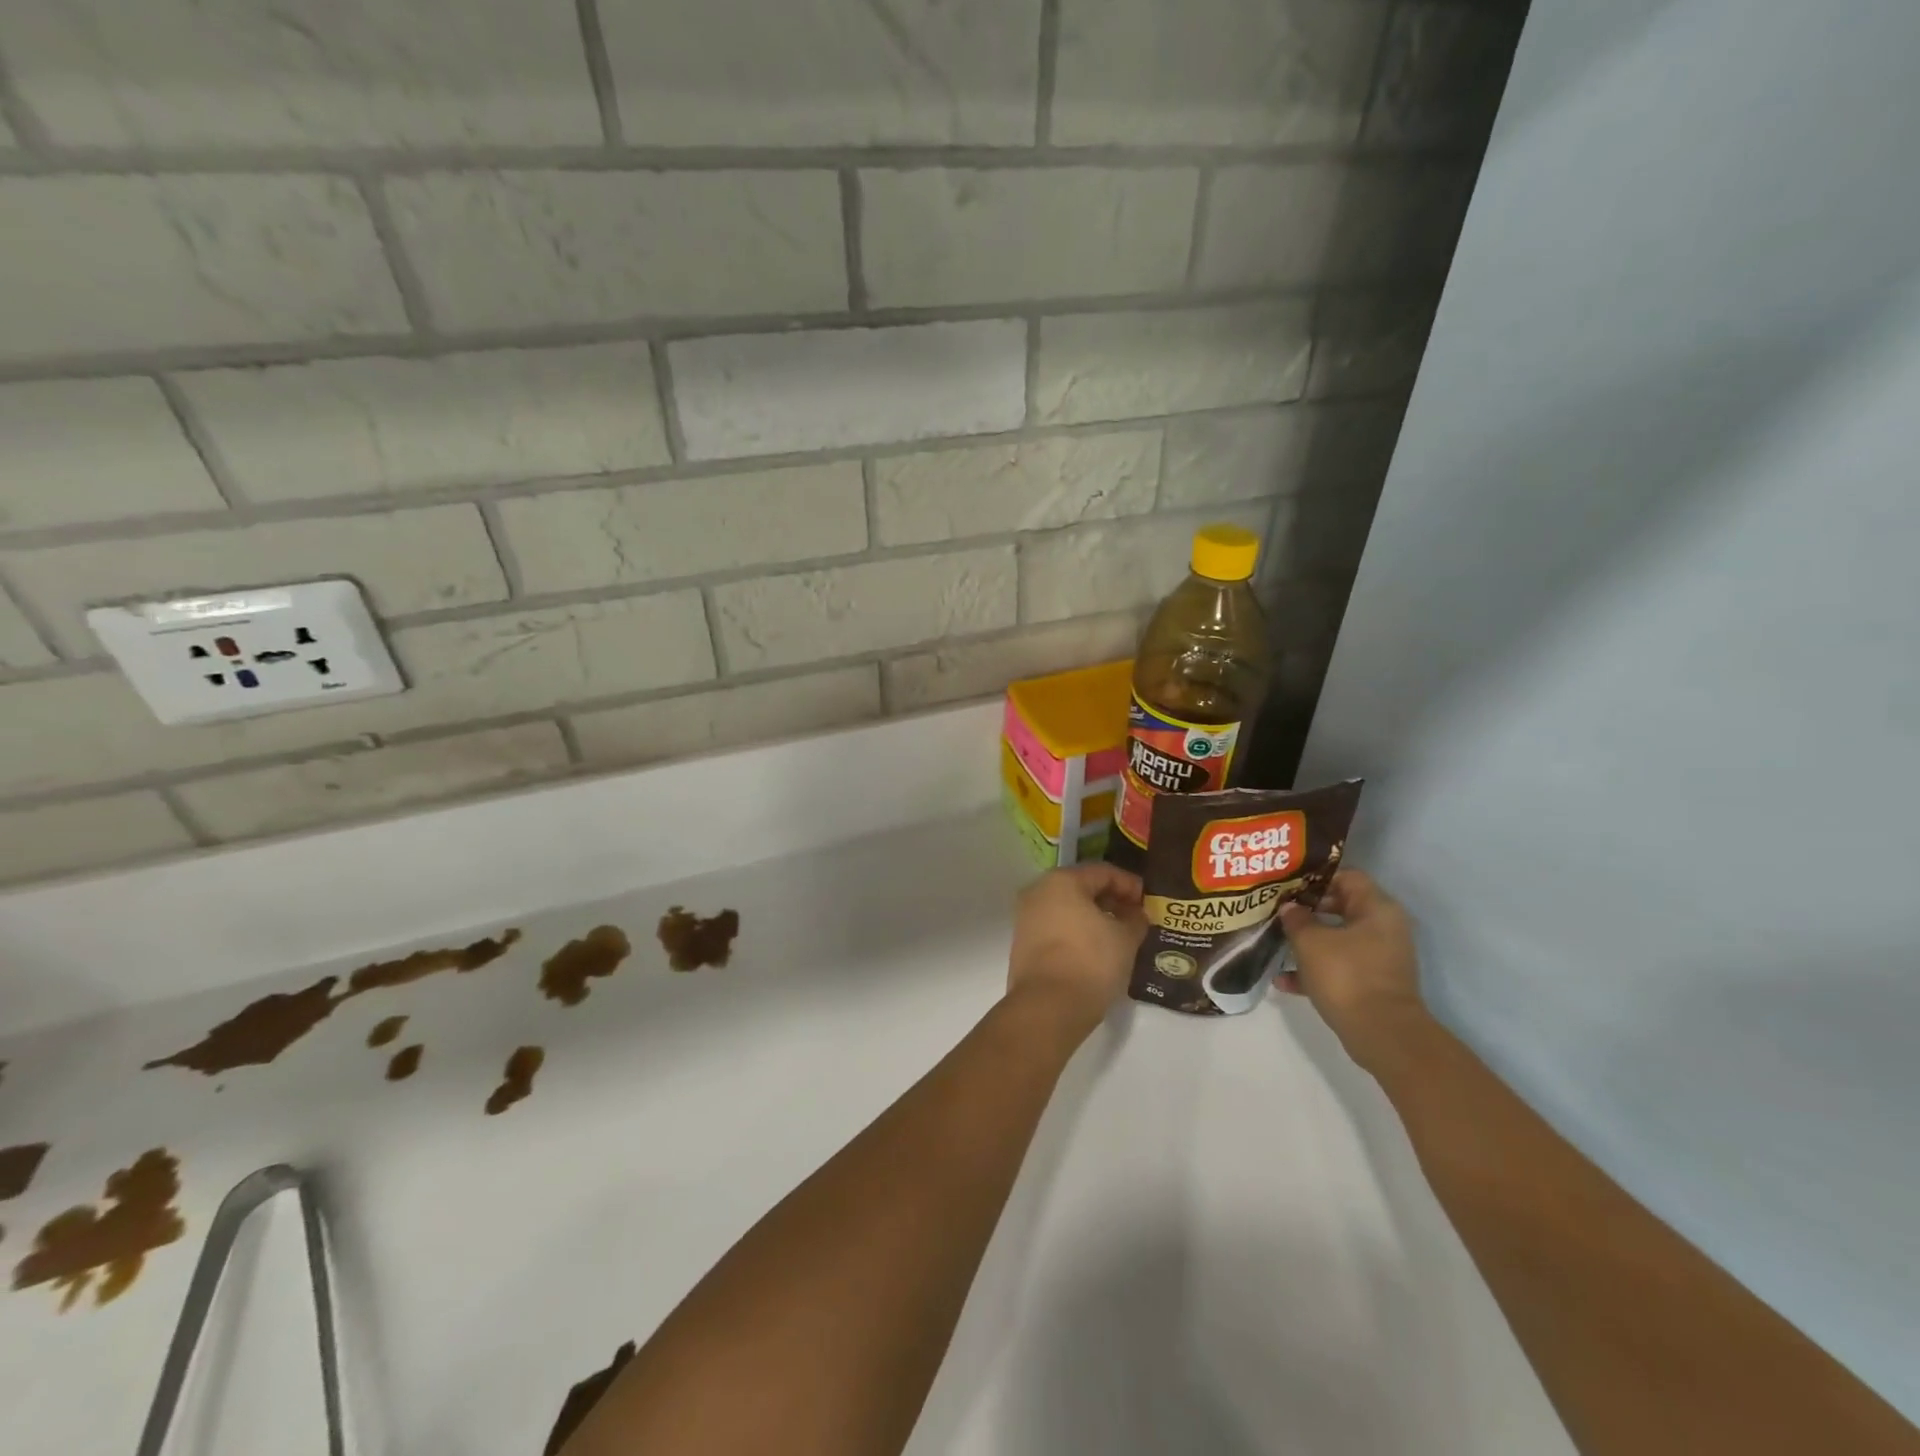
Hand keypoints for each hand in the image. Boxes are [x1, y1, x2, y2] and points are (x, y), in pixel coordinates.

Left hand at [1006, 864, 1147, 1035]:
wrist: (1047, 1008)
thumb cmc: (1090, 962)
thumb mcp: (1125, 939)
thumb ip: (1135, 919)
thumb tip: (1137, 914)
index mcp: (1061, 881)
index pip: (1103, 872)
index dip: (1130, 885)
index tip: (1150, 902)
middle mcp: (1038, 892)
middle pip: (1082, 888)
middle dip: (1112, 901)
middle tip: (1137, 918)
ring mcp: (1026, 918)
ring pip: (1068, 909)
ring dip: (1094, 918)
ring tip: (1120, 935)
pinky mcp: (1023, 944)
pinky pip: (1056, 928)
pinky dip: (1077, 933)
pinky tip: (1097, 950)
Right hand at [1278, 870, 1428, 1071]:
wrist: (1382, 1034)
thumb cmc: (1347, 975)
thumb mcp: (1310, 941)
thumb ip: (1296, 919)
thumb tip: (1290, 908)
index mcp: (1377, 909)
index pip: (1347, 876)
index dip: (1315, 877)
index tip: (1287, 884)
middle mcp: (1384, 928)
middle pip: (1341, 906)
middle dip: (1307, 909)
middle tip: (1277, 909)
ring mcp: (1380, 958)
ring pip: (1338, 939)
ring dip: (1308, 941)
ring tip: (1276, 941)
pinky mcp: (1373, 983)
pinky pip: (1340, 966)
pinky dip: (1315, 970)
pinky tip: (1283, 980)